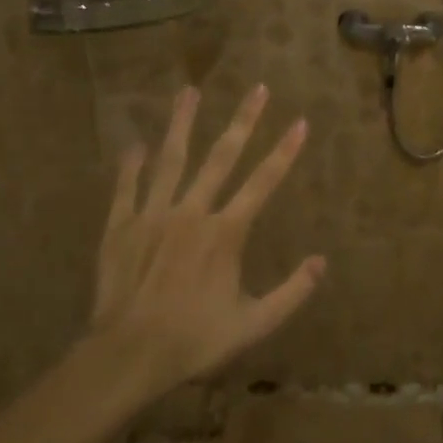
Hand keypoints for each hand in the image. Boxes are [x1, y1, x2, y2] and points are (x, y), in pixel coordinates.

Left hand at [90, 84, 323, 397]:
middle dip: (243, 120)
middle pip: (221, 157)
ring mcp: (152, 215)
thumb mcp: (254, 324)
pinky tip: (136, 144)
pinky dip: (132, 165)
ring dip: (183, 123)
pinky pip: (127, 188)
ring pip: (171, 160)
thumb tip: (321, 262)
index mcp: (226, 232)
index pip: (263, 182)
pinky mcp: (120, 227)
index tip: (300, 122)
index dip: (285, 151)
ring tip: (189, 91)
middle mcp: (191, 212)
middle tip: (257, 87)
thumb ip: (292, 292)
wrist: (128, 355)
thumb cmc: (195, 340)